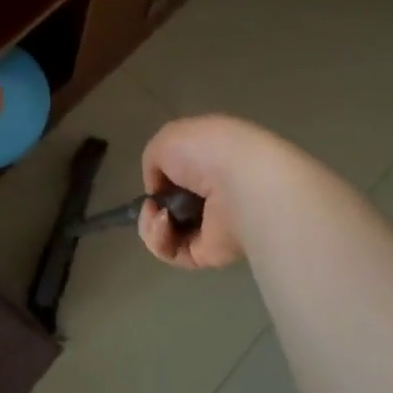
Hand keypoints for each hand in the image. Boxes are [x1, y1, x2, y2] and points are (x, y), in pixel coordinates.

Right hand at [137, 115, 284, 269]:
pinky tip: (163, 225)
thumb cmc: (207, 151)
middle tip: (150, 204)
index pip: (182, 172)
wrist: (242, 184)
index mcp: (212, 158)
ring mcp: (212, 225)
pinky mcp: (209, 253)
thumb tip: (157, 190)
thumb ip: (154, 161)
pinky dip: (159, 240)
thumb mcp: (167, 138)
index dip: (161, 177)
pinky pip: (172, 252)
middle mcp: (215, 192)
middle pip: (171, 206)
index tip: (154, 178)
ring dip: (150, 224)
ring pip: (166, 232)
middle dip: (151, 206)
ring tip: (157, 215)